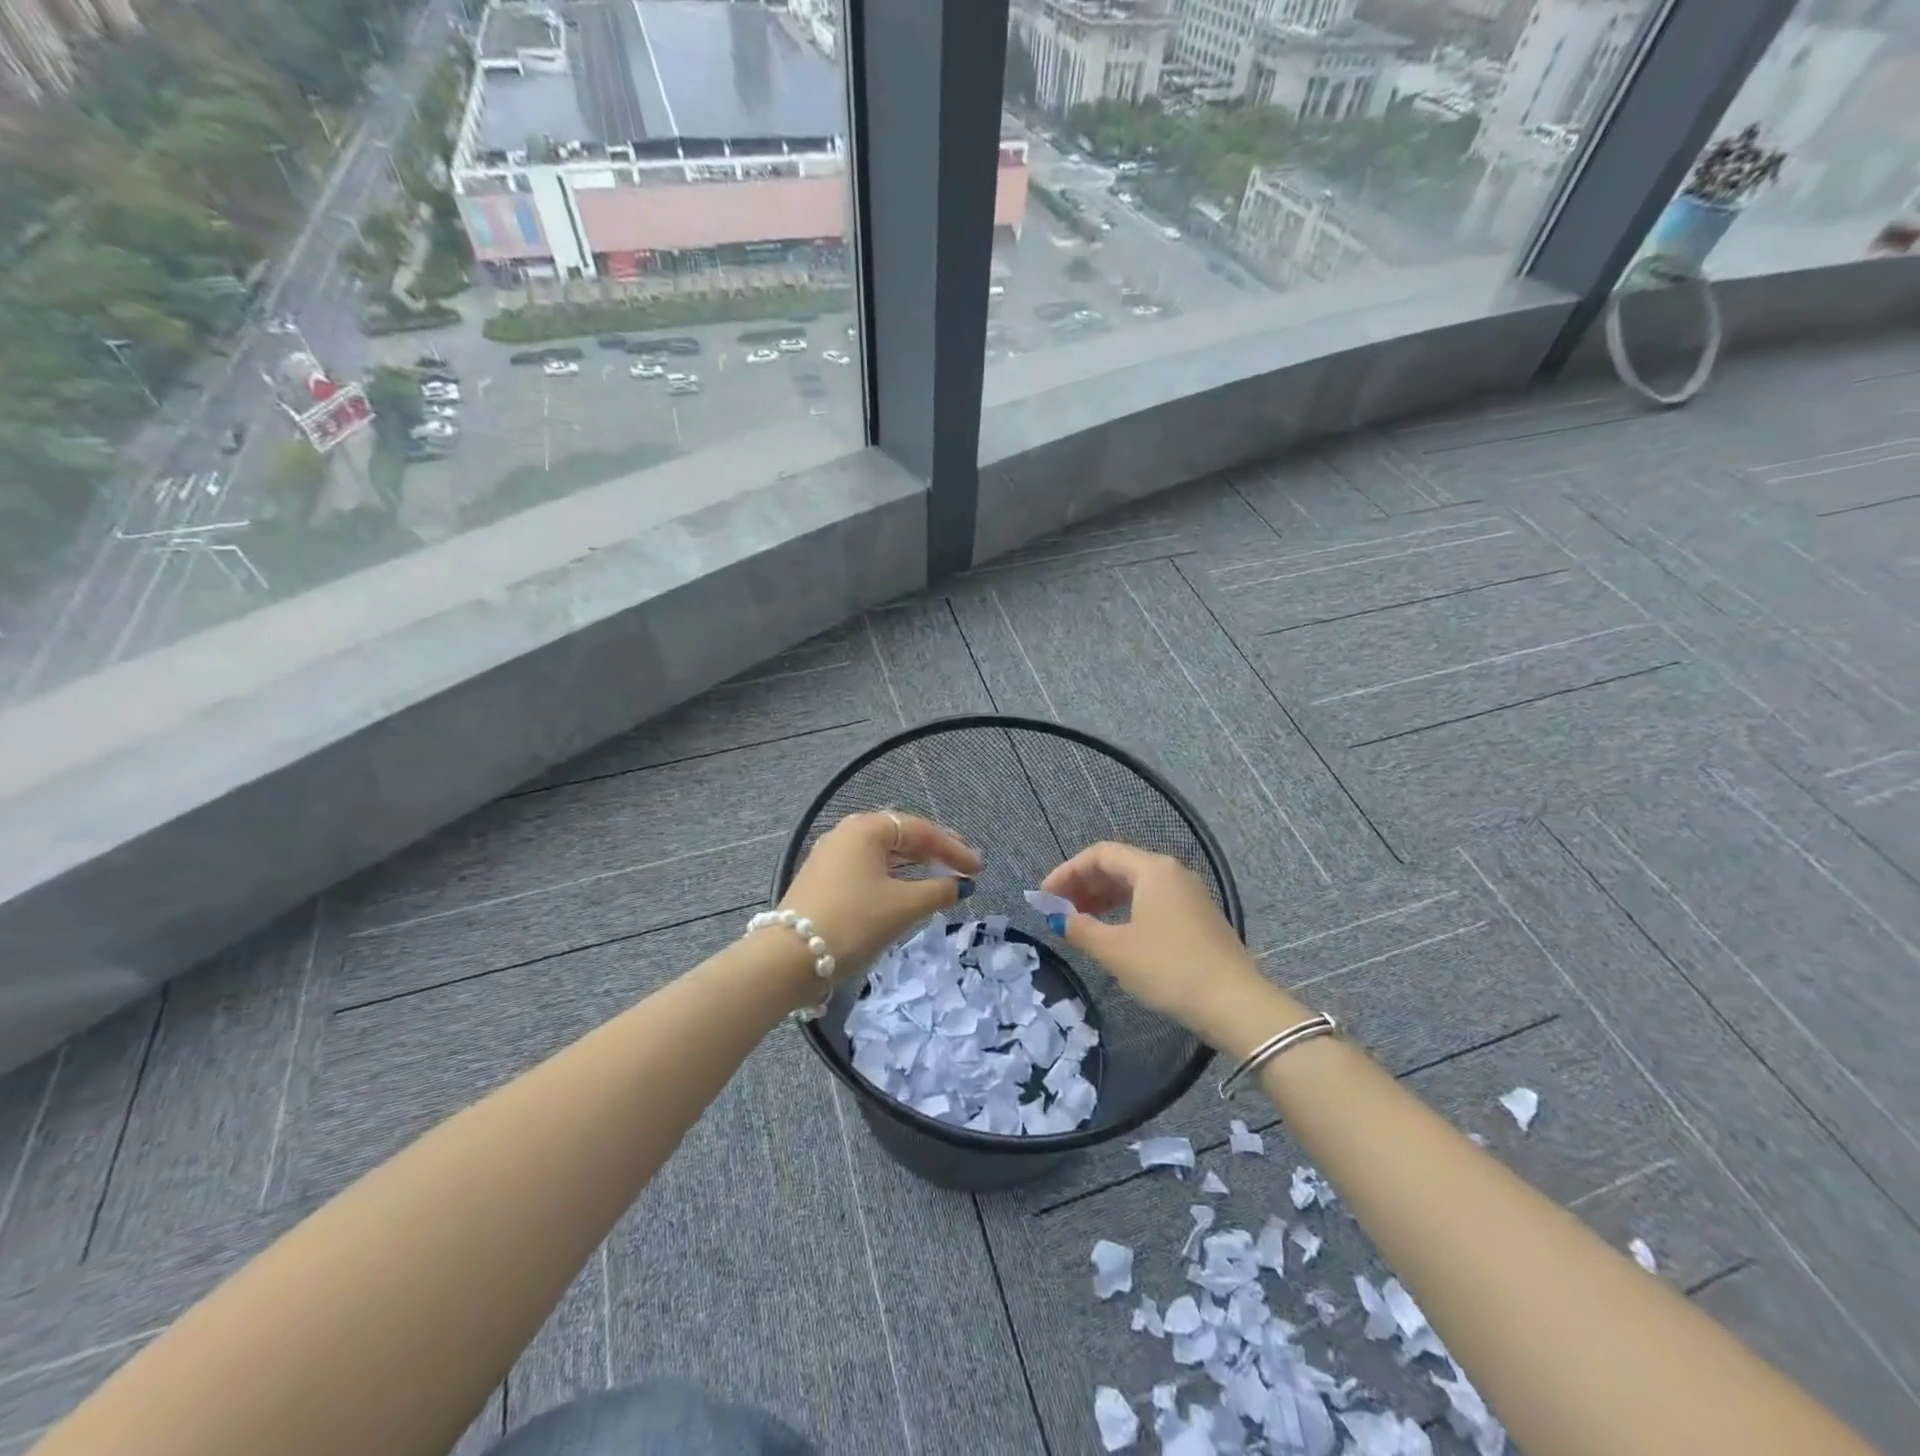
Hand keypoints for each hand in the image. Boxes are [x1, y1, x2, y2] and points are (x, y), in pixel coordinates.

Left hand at [780, 811, 981, 982]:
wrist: (788, 959)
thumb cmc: (854, 922)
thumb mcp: (903, 906)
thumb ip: (938, 891)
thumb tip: (960, 886)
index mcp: (866, 828)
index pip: (920, 830)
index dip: (953, 848)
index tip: (978, 869)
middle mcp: (846, 834)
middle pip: (900, 837)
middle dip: (934, 853)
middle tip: (963, 868)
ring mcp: (830, 857)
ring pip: (882, 855)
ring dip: (914, 867)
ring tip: (939, 880)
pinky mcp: (821, 881)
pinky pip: (867, 871)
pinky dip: (892, 879)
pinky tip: (905, 893)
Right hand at [1041, 841, 1263, 1037]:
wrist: (1235, 1004)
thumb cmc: (1169, 969)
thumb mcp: (1115, 951)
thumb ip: (1081, 928)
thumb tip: (1058, 917)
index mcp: (1152, 869)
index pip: (1100, 854)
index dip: (1067, 871)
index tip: (1045, 897)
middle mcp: (1172, 872)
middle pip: (1118, 865)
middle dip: (1083, 884)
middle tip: (1058, 909)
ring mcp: (1189, 894)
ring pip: (1136, 884)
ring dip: (1103, 898)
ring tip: (1080, 921)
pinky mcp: (1198, 917)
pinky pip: (1152, 900)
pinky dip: (1126, 909)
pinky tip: (1114, 932)